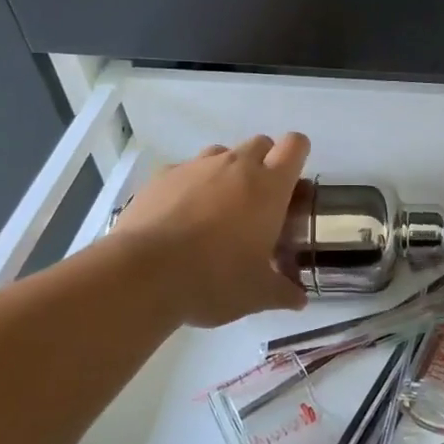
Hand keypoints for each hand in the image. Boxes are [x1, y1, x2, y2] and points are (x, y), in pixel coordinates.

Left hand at [109, 134, 310, 326]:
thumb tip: (300, 300)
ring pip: (221, 153)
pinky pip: (184, 170)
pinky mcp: (161, 176)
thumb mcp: (257, 294)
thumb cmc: (215, 279)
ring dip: (226, 172)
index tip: (293, 182)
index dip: (298, 156)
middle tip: (258, 202)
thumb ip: (283, 292)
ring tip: (218, 209)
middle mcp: (235, 166)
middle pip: (260, 143)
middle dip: (264, 163)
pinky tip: (180, 217)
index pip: (295, 146)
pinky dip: (189, 186)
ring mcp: (195, 167)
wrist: (143, 274)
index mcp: (269, 187)